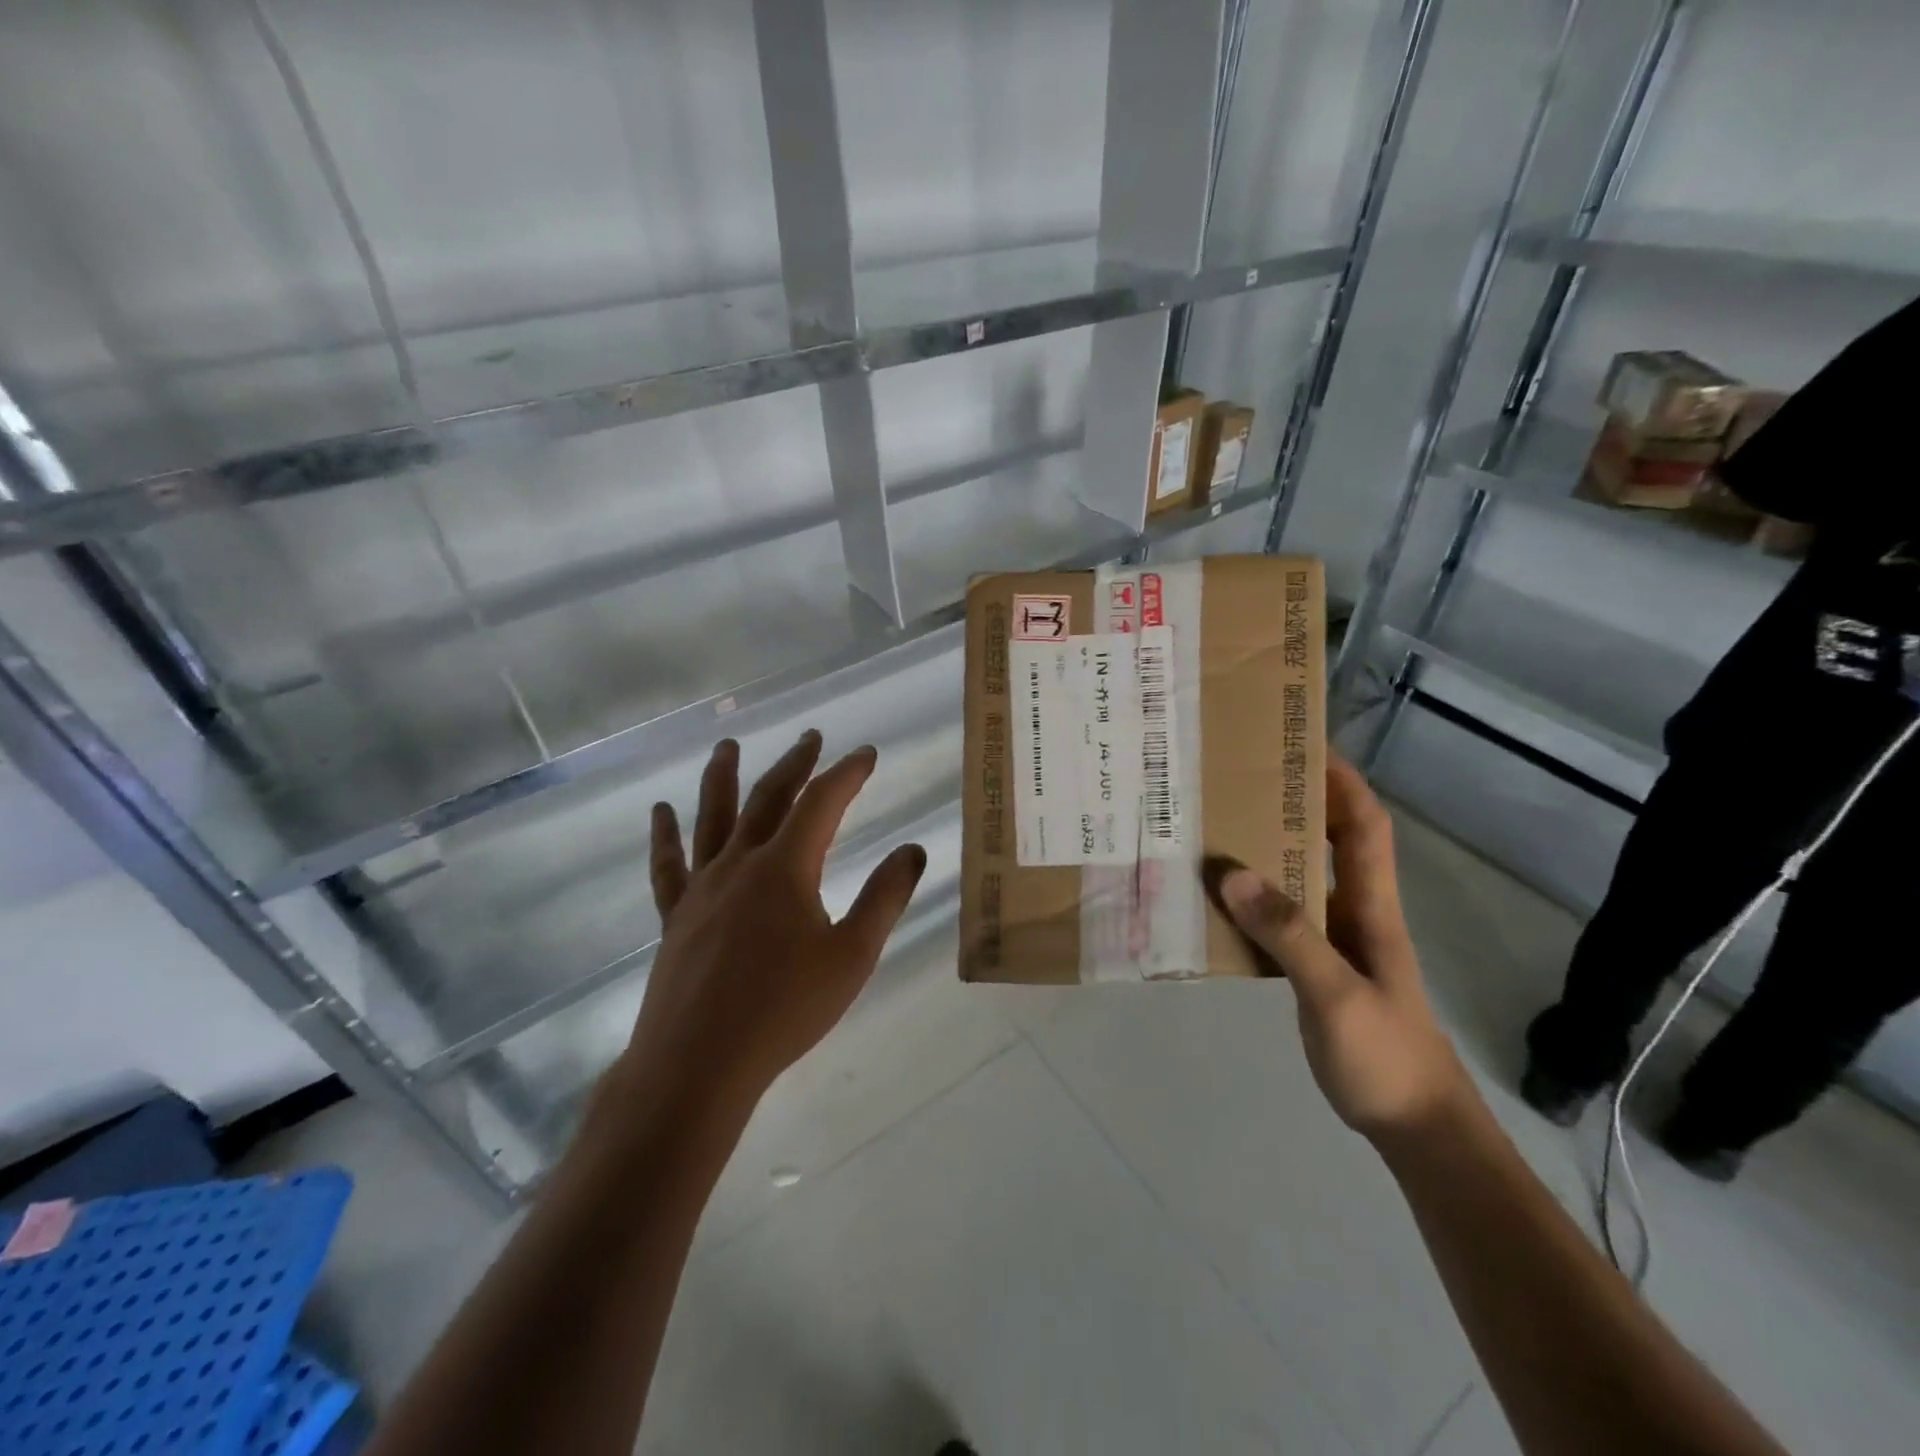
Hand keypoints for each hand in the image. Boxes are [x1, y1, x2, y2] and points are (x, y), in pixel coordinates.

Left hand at [611, 731, 926, 1128]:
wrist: (697, 1065)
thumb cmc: (783, 1011)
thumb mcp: (852, 956)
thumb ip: (884, 898)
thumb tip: (913, 850)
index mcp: (785, 869)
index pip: (821, 802)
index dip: (846, 773)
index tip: (865, 754)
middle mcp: (740, 864)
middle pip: (768, 798)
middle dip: (794, 763)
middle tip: (811, 737)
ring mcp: (702, 888)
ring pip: (712, 817)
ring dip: (722, 777)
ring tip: (727, 746)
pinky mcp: (676, 916)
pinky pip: (668, 865)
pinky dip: (665, 835)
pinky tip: (661, 812)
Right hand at [1219, 756, 1470, 1143]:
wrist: (1417, 1127)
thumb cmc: (1386, 1056)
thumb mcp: (1336, 994)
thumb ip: (1289, 934)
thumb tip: (1231, 873)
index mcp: (1372, 908)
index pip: (1365, 826)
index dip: (1343, 781)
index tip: (1305, 744)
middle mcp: (1355, 913)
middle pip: (1332, 841)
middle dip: (1295, 803)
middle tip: (1239, 780)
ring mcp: (1337, 942)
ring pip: (1303, 879)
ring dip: (1270, 850)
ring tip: (1218, 828)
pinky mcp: (1318, 969)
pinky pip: (1283, 918)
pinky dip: (1255, 900)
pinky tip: (1218, 901)